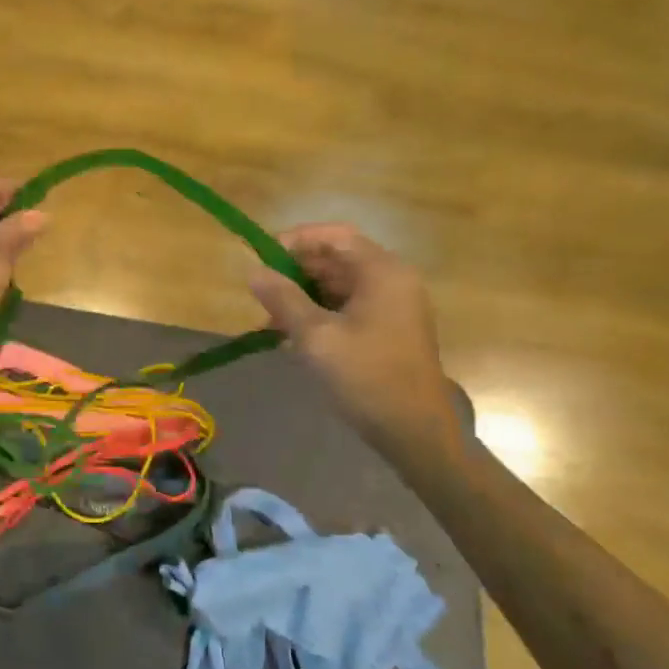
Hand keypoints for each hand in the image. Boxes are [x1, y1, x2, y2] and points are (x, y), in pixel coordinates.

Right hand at [248, 224, 459, 449]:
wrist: (415, 432)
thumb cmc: (367, 377)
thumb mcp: (316, 337)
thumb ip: (283, 299)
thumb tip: (253, 271)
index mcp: (382, 272)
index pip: (335, 236)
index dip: (297, 240)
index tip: (263, 257)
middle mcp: (392, 280)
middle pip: (338, 259)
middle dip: (297, 272)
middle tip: (263, 293)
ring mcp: (394, 306)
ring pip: (340, 285)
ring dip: (305, 295)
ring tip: (272, 320)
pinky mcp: (390, 329)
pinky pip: (349, 306)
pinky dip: (321, 313)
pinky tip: (295, 335)